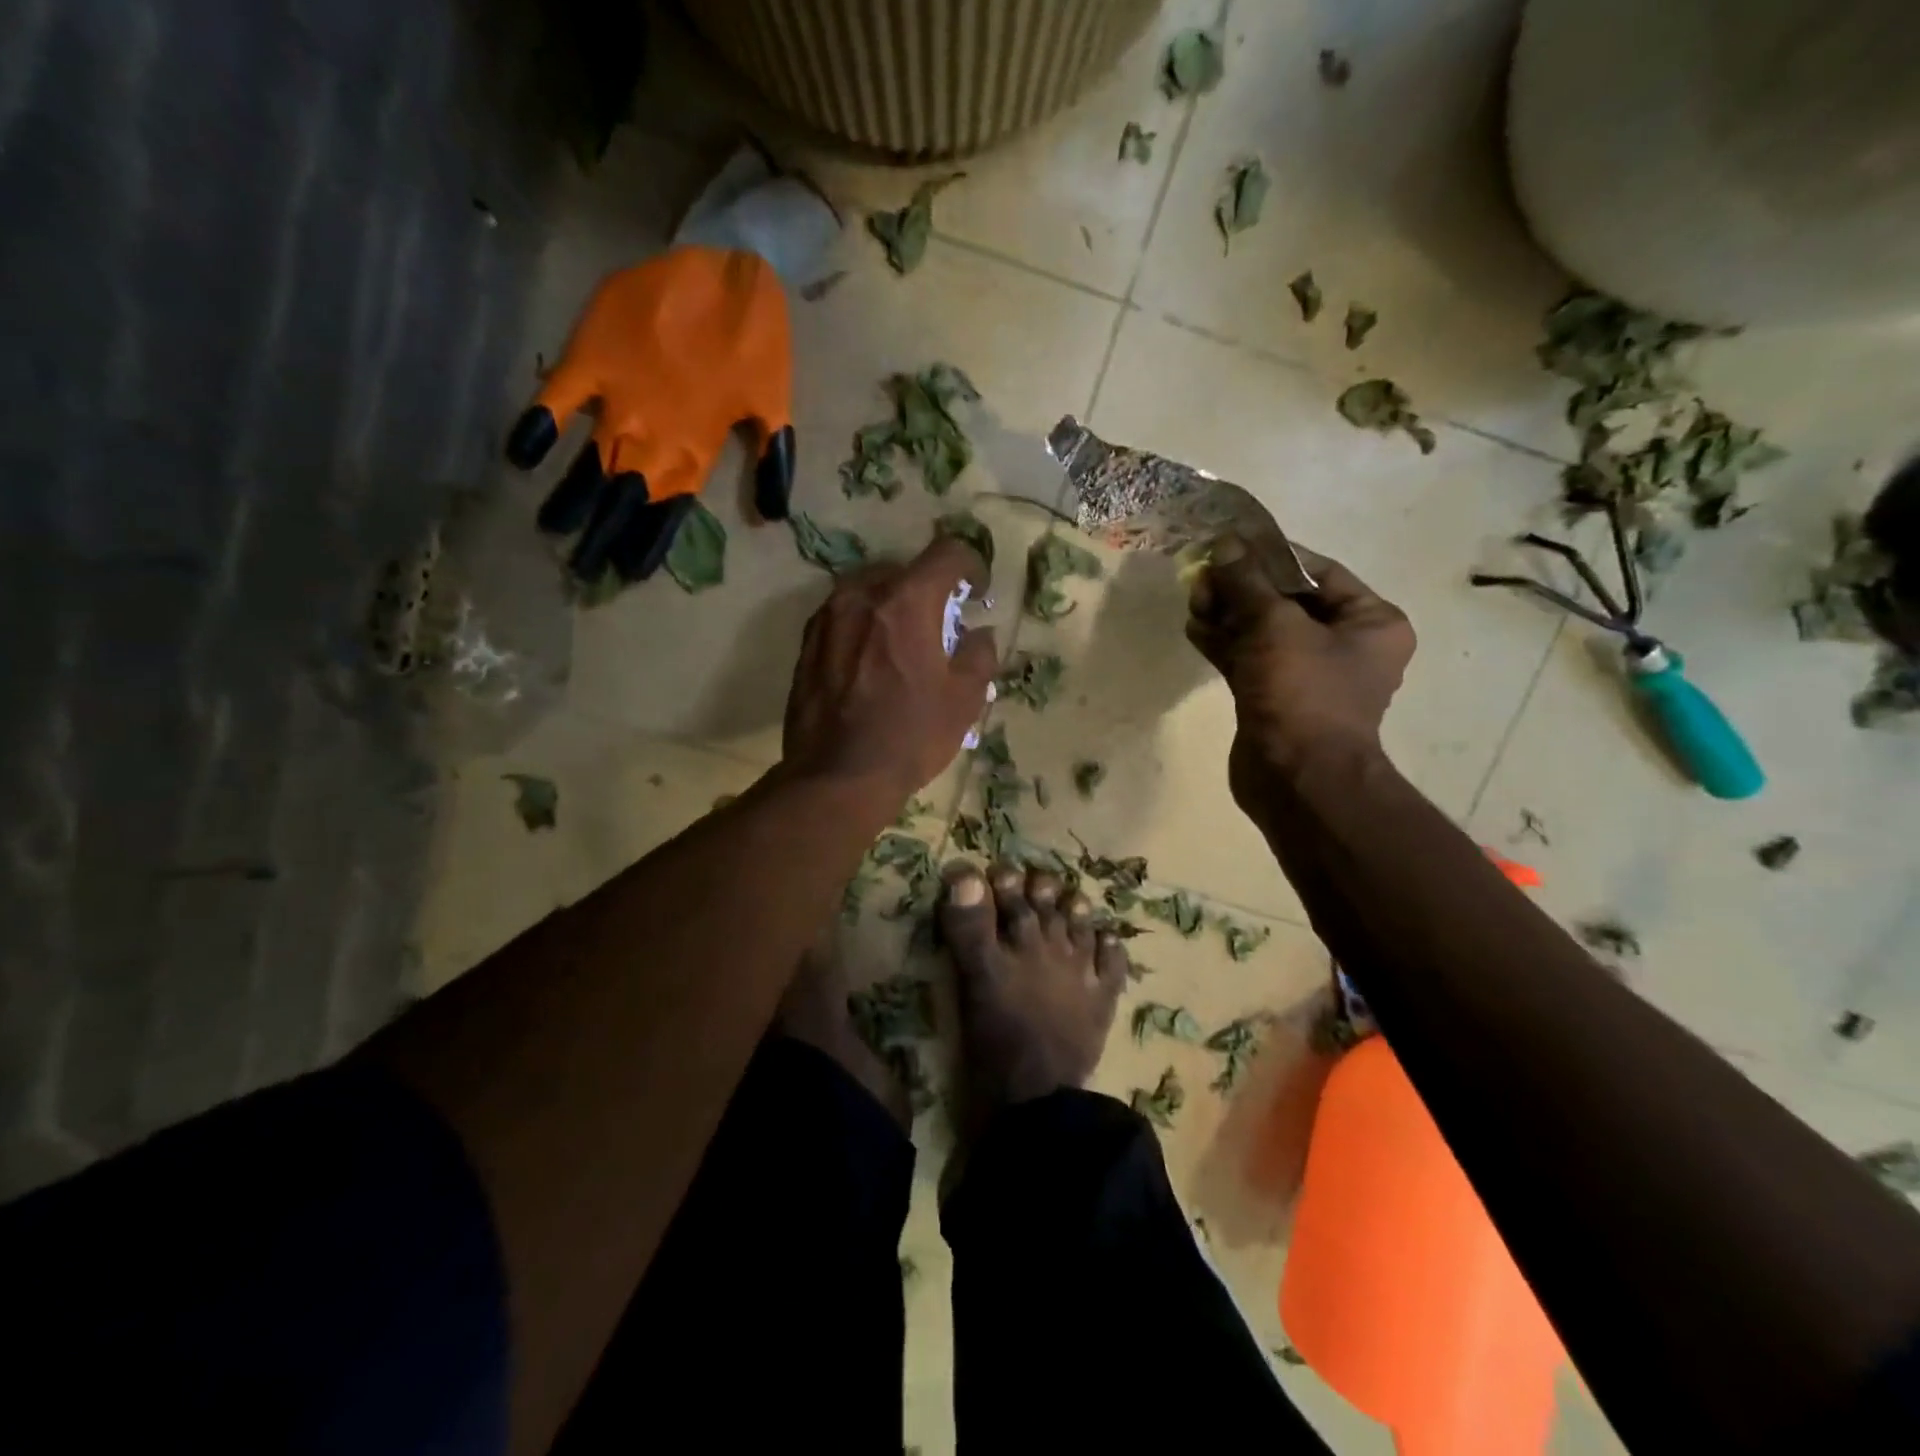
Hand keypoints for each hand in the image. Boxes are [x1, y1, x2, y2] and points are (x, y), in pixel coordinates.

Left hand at [784, 536, 998, 798]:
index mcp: (906, 601)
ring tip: (904, 642)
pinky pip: (844, 616)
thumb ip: (979, 655)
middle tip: (942, 624)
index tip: (978, 592)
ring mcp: (828, 617)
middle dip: (930, 590)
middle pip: (905, 571)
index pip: (947, 554)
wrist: (837, 776)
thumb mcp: (963, 700)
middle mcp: (862, 595)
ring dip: (894, 606)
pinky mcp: (808, 642)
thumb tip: (979, 634)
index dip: (972, 565)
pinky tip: (872, 660)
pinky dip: (865, 625)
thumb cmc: (910, 736)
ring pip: (870, 591)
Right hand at [1187, 532, 1414, 789]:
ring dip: (1227, 614)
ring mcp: (1307, 674)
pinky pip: (1249, 659)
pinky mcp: (1276, 698)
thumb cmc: (1302, 693)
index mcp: (1370, 621)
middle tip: (1202, 578)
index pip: (1318, 571)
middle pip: (1286, 600)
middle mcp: (1344, 645)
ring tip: (1193, 602)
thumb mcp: (1275, 626)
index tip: (1229, 545)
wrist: (1296, 779)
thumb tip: (1225, 545)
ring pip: (1262, 631)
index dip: (1271, 555)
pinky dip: (1224, 643)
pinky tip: (1194, 628)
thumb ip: (1247, 582)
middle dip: (1241, 588)